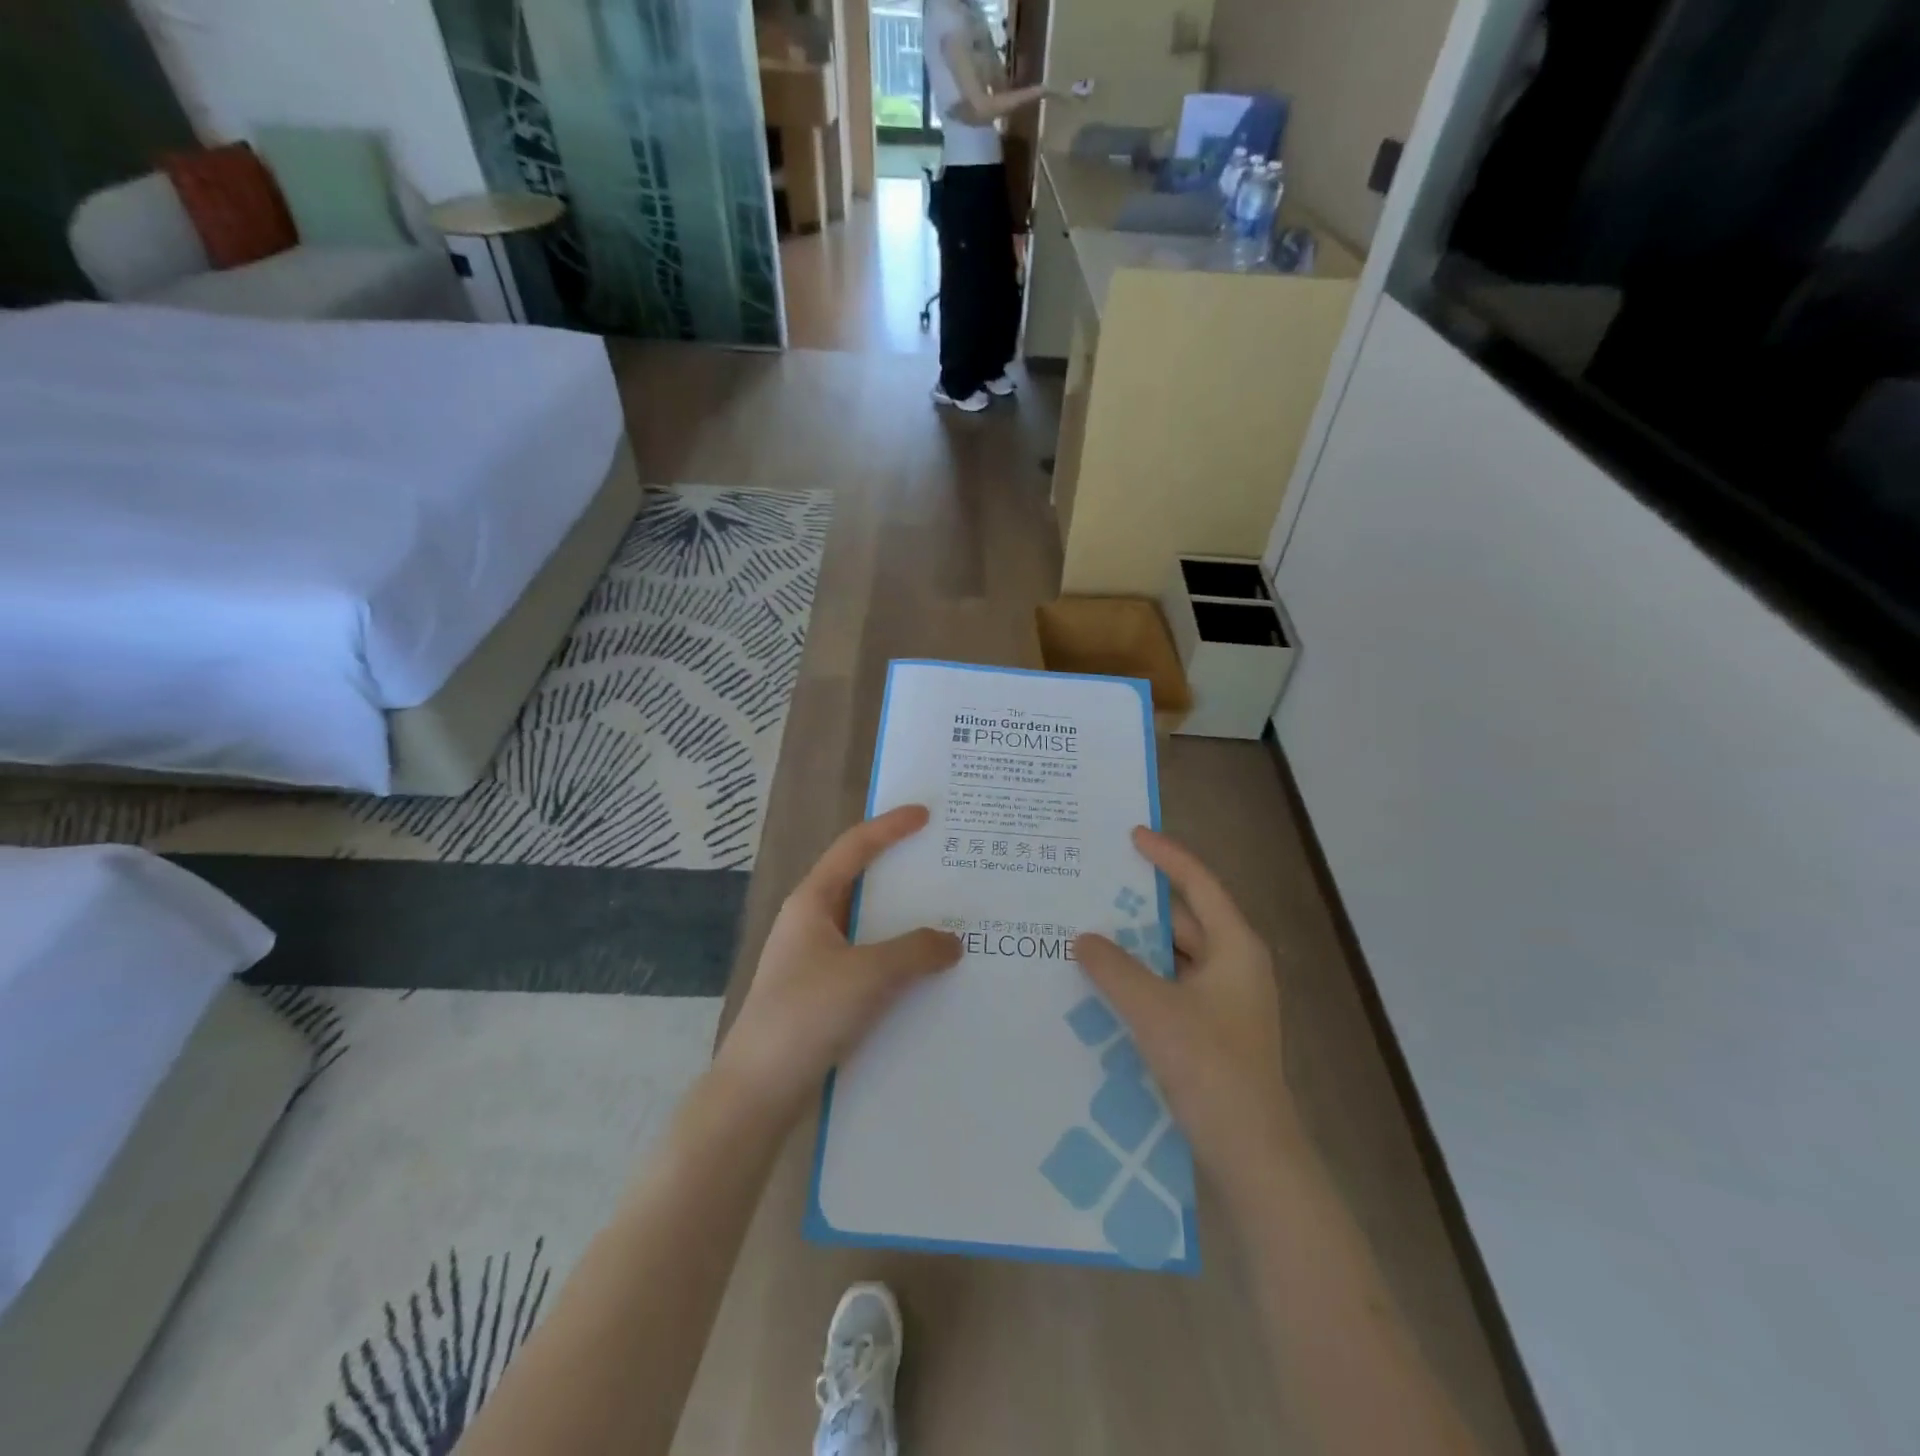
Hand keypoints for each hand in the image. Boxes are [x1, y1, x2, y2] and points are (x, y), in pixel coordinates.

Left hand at [714, 806, 961, 1119]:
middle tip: (947, 867)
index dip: (890, 826)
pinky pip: (869, 962)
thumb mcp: (869, 974)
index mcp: (812, 902)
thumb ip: (916, 950)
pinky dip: (898, 959)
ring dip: (905, 923)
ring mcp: (816, 960)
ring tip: (950, 919)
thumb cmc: (807, 1015)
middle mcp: (812, 923)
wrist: (758, 1091)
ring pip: (869, 927)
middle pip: (863, 883)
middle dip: (904, 874)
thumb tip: (952, 941)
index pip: (854, 847)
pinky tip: (928, 974)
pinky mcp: (823, 994)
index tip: (926, 814)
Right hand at [1074, 828, 1299, 1203]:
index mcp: (1235, 947)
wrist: (1251, 1153)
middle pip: (1184, 919)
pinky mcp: (1214, 1029)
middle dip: (1139, 905)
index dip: (1165, 855)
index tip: (1131, 835)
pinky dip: (1142, 977)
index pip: (1198, 883)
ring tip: (1089, 929)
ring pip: (1175, 955)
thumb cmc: (1210, 1066)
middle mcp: (1235, 965)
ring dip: (1137, 945)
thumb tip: (1084, 938)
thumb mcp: (1154, 1009)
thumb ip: (1114, 967)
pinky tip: (1106, 981)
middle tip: (1094, 886)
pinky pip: (1172, 985)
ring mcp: (1226, 1000)